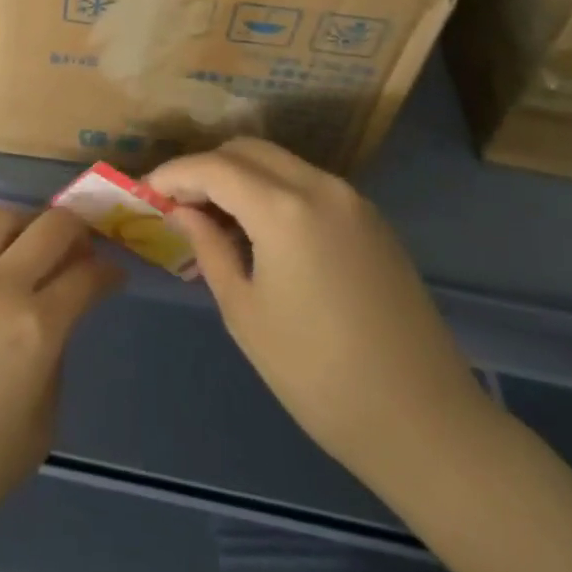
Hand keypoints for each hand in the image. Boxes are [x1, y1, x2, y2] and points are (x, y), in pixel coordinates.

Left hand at [0, 207, 121, 571]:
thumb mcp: (36, 434)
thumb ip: (51, 370)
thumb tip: (48, 335)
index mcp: (38, 327)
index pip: (87, 276)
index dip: (109, 272)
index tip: (115, 277)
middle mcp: (1, 286)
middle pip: (51, 226)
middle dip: (78, 229)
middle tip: (83, 250)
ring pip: (1, 218)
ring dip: (27, 223)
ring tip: (32, 244)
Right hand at [148, 139, 487, 482]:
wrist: (425, 422)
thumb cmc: (318, 375)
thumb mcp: (245, 312)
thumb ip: (209, 247)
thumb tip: (184, 211)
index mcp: (284, 209)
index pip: (213, 166)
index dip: (173, 173)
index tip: (146, 190)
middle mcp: (320, 186)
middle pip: (247, 150)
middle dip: (206, 167)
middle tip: (179, 203)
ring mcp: (352, 200)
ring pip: (280, 162)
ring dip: (241, 176)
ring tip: (217, 217)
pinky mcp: (371, 220)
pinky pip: (308, 183)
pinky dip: (274, 190)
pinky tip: (263, 230)